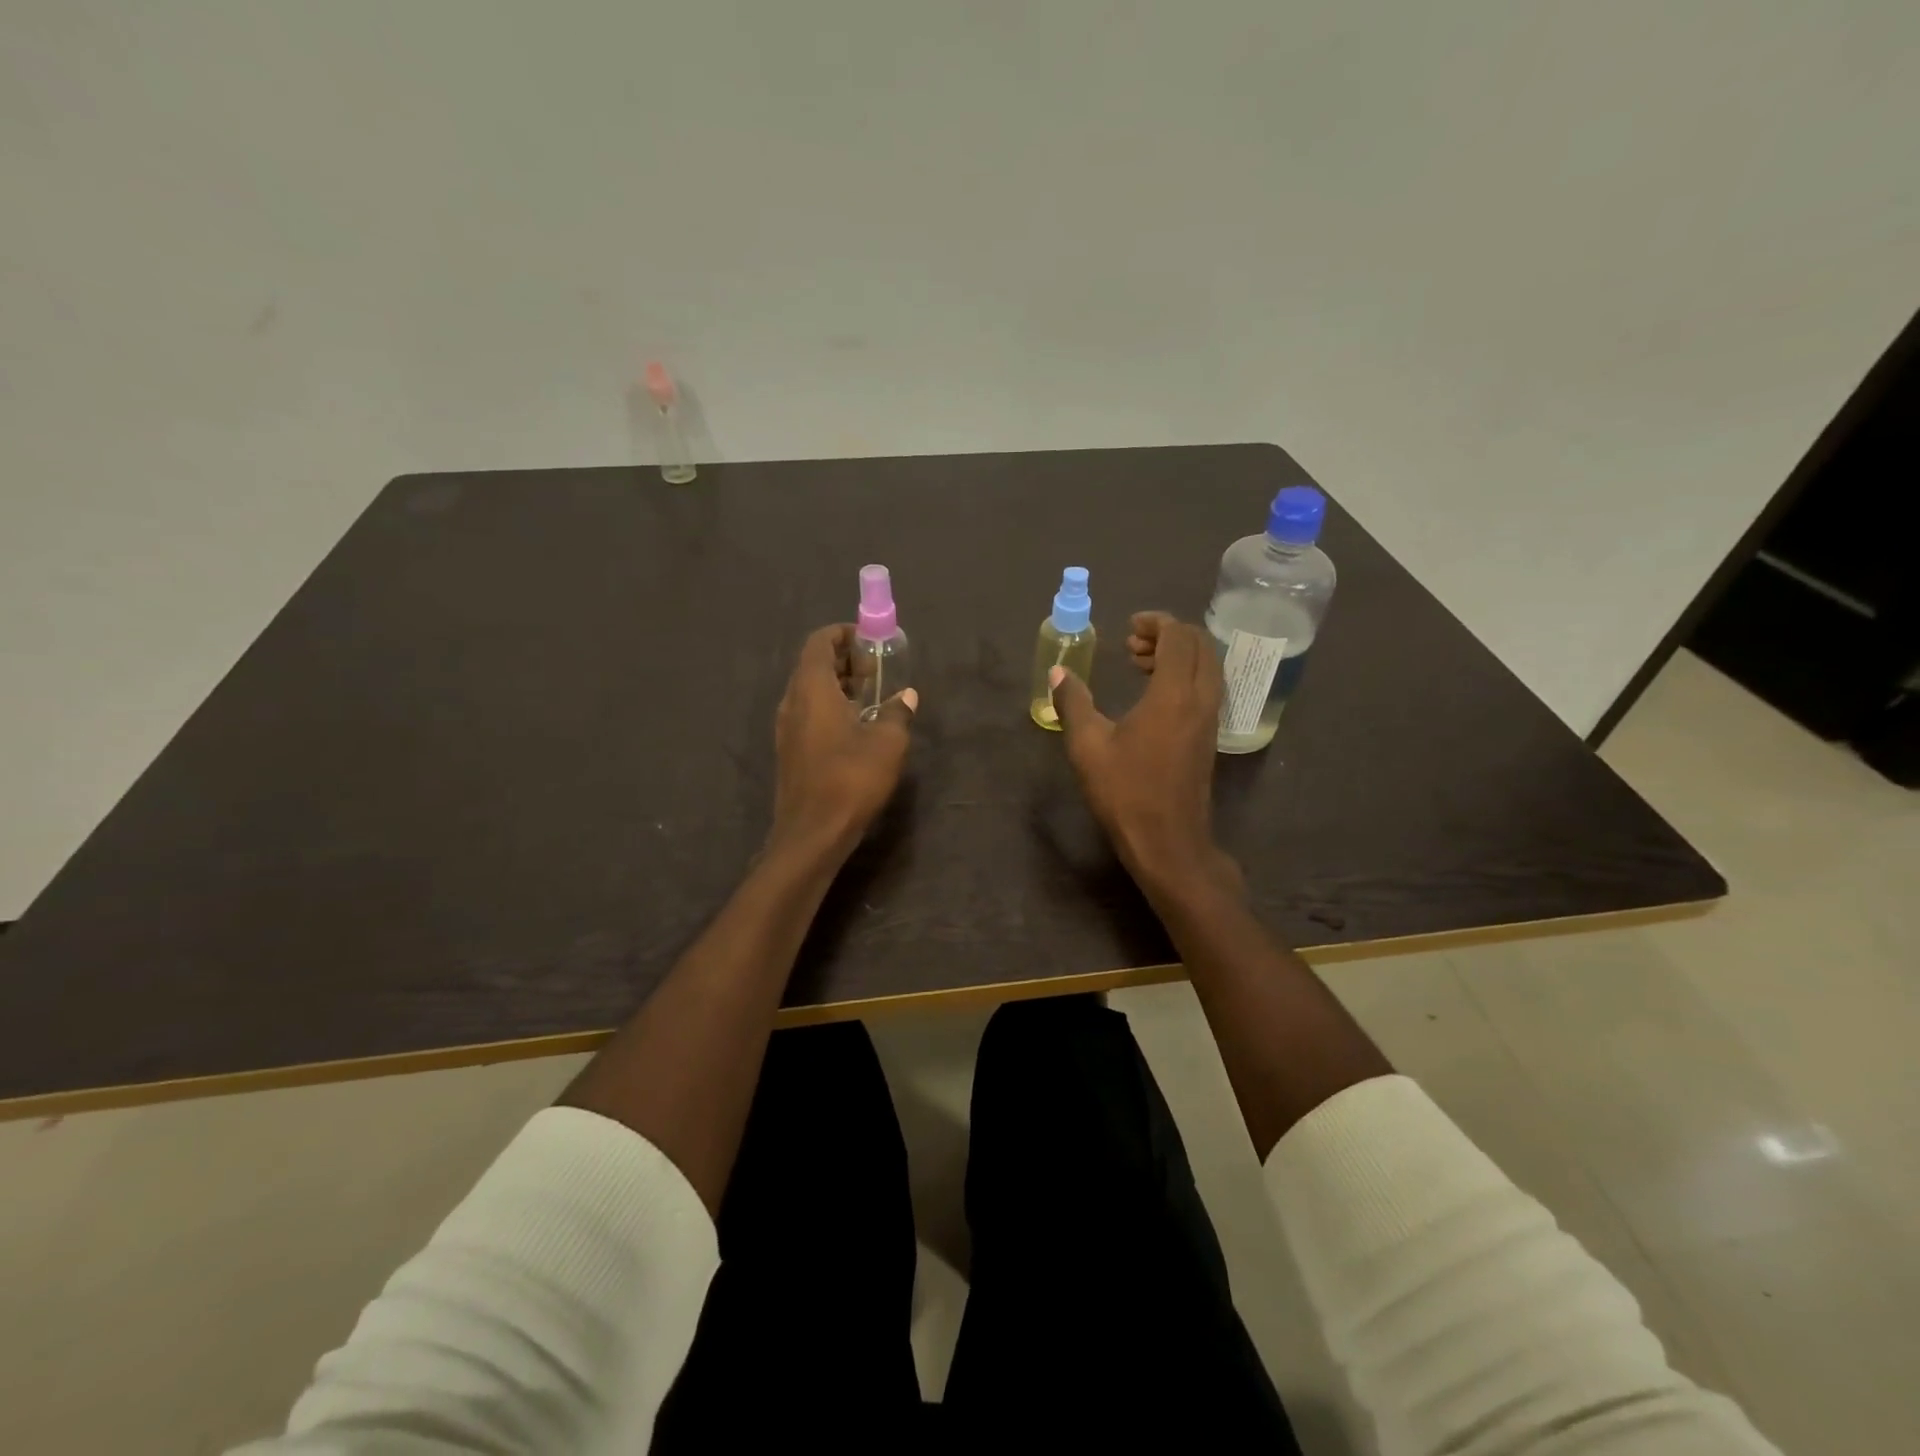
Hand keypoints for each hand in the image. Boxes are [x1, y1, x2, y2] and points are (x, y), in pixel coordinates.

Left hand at [771, 624, 916, 853]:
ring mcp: (787, 728)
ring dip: (838, 687)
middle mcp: (792, 702)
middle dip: (844, 661)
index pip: (819, 642)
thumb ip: (898, 712)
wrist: (812, 833)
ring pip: (810, 692)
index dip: (842, 634)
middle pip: (813, 665)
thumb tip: (907, 695)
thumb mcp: (888, 742)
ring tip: (871, 698)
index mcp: (812, 689)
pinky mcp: (790, 751)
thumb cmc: (851, 779)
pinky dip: (830, 708)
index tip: (869, 641)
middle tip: (876, 671)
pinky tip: (856, 728)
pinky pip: (808, 715)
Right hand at [1048, 612, 1241, 896]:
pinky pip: (1206, 687)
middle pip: (1200, 645)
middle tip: (1132, 644)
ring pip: (1207, 666)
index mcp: (1174, 694)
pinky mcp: (1209, 736)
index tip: (1129, 627)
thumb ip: (1073, 703)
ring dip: (1178, 655)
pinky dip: (1185, 675)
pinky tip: (1154, 695)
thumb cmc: (1125, 792)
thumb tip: (1058, 672)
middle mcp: (1201, 699)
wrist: (1168, 841)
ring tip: (1139, 664)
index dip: (1155, 623)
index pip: (1178, 637)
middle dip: (1168, 634)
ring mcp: (1210, 719)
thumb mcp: (1088, 746)